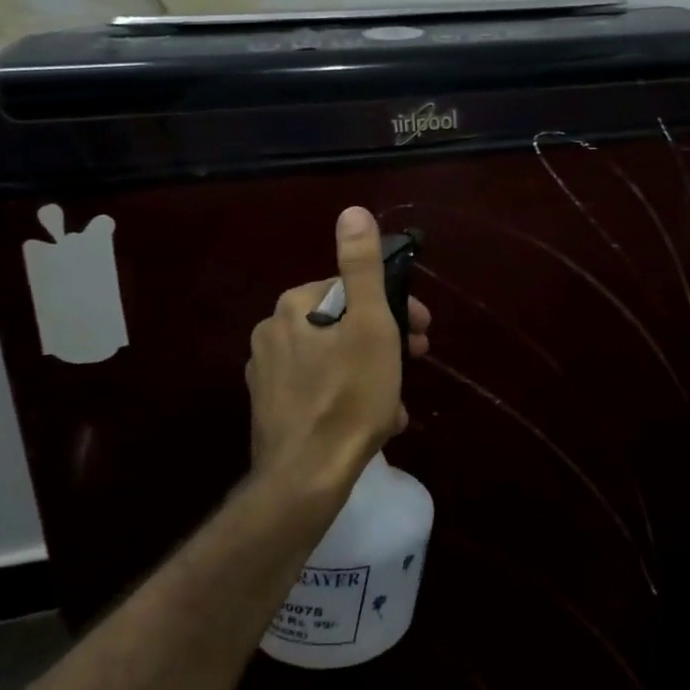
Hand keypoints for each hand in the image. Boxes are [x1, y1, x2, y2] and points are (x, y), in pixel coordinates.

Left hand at [245, 207, 431, 500]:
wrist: (306, 478)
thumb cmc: (348, 395)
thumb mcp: (369, 324)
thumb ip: (362, 267)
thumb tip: (352, 212)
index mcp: (293, 307)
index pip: (353, 290)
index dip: (394, 306)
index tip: (422, 330)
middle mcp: (272, 334)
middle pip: (344, 326)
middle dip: (386, 342)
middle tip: (416, 361)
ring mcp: (267, 376)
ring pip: (336, 360)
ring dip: (373, 373)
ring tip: (397, 402)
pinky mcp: (271, 411)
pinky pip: (321, 390)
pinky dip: (350, 397)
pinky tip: (373, 422)